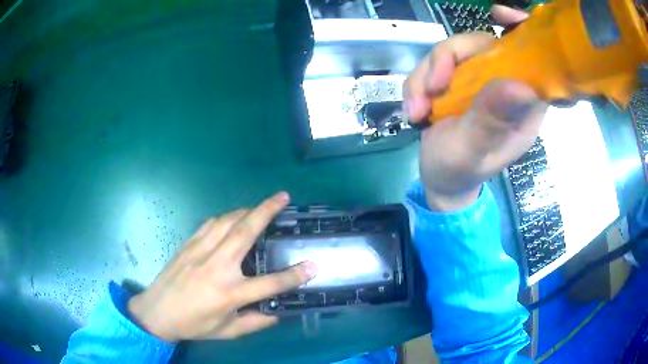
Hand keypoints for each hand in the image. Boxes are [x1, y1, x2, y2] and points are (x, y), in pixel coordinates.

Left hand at [127, 192, 316, 341]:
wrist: (157, 312)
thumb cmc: (194, 325)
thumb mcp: (229, 331)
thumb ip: (256, 322)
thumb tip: (279, 311)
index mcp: (229, 293)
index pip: (270, 283)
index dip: (294, 276)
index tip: (313, 265)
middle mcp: (216, 267)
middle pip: (245, 233)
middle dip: (266, 211)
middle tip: (283, 197)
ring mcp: (200, 252)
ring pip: (227, 221)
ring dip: (246, 210)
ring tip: (261, 206)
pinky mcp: (188, 244)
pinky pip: (210, 223)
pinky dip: (225, 217)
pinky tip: (232, 218)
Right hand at [404, 5, 547, 211]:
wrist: (438, 179)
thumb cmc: (461, 171)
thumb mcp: (474, 151)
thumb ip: (491, 120)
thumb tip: (517, 84)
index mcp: (523, 104)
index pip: (533, 60)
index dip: (522, 32)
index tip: (499, 16)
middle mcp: (504, 85)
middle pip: (481, 45)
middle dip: (449, 59)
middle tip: (432, 87)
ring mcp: (478, 80)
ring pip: (452, 51)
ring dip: (425, 76)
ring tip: (417, 110)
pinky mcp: (456, 80)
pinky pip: (433, 64)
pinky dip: (417, 83)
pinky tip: (414, 109)